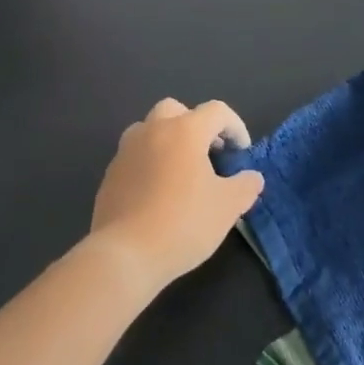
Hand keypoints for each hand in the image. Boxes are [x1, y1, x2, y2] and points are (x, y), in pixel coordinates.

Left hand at [89, 99, 263, 294]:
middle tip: (210, 154)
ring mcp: (126, 149)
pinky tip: (158, 192)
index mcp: (184, 131)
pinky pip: (135, 155)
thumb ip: (245, 186)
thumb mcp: (227, 207)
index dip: (235, 127)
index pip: (216, 111)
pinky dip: (151, 162)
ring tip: (183, 172)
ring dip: (169, 140)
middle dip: (196, 125)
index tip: (242, 153)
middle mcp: (152, 130)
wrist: (126, 253)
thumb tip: (252, 177)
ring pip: (150, 129)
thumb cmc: (183, 224)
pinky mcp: (111, 172)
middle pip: (176, 110)